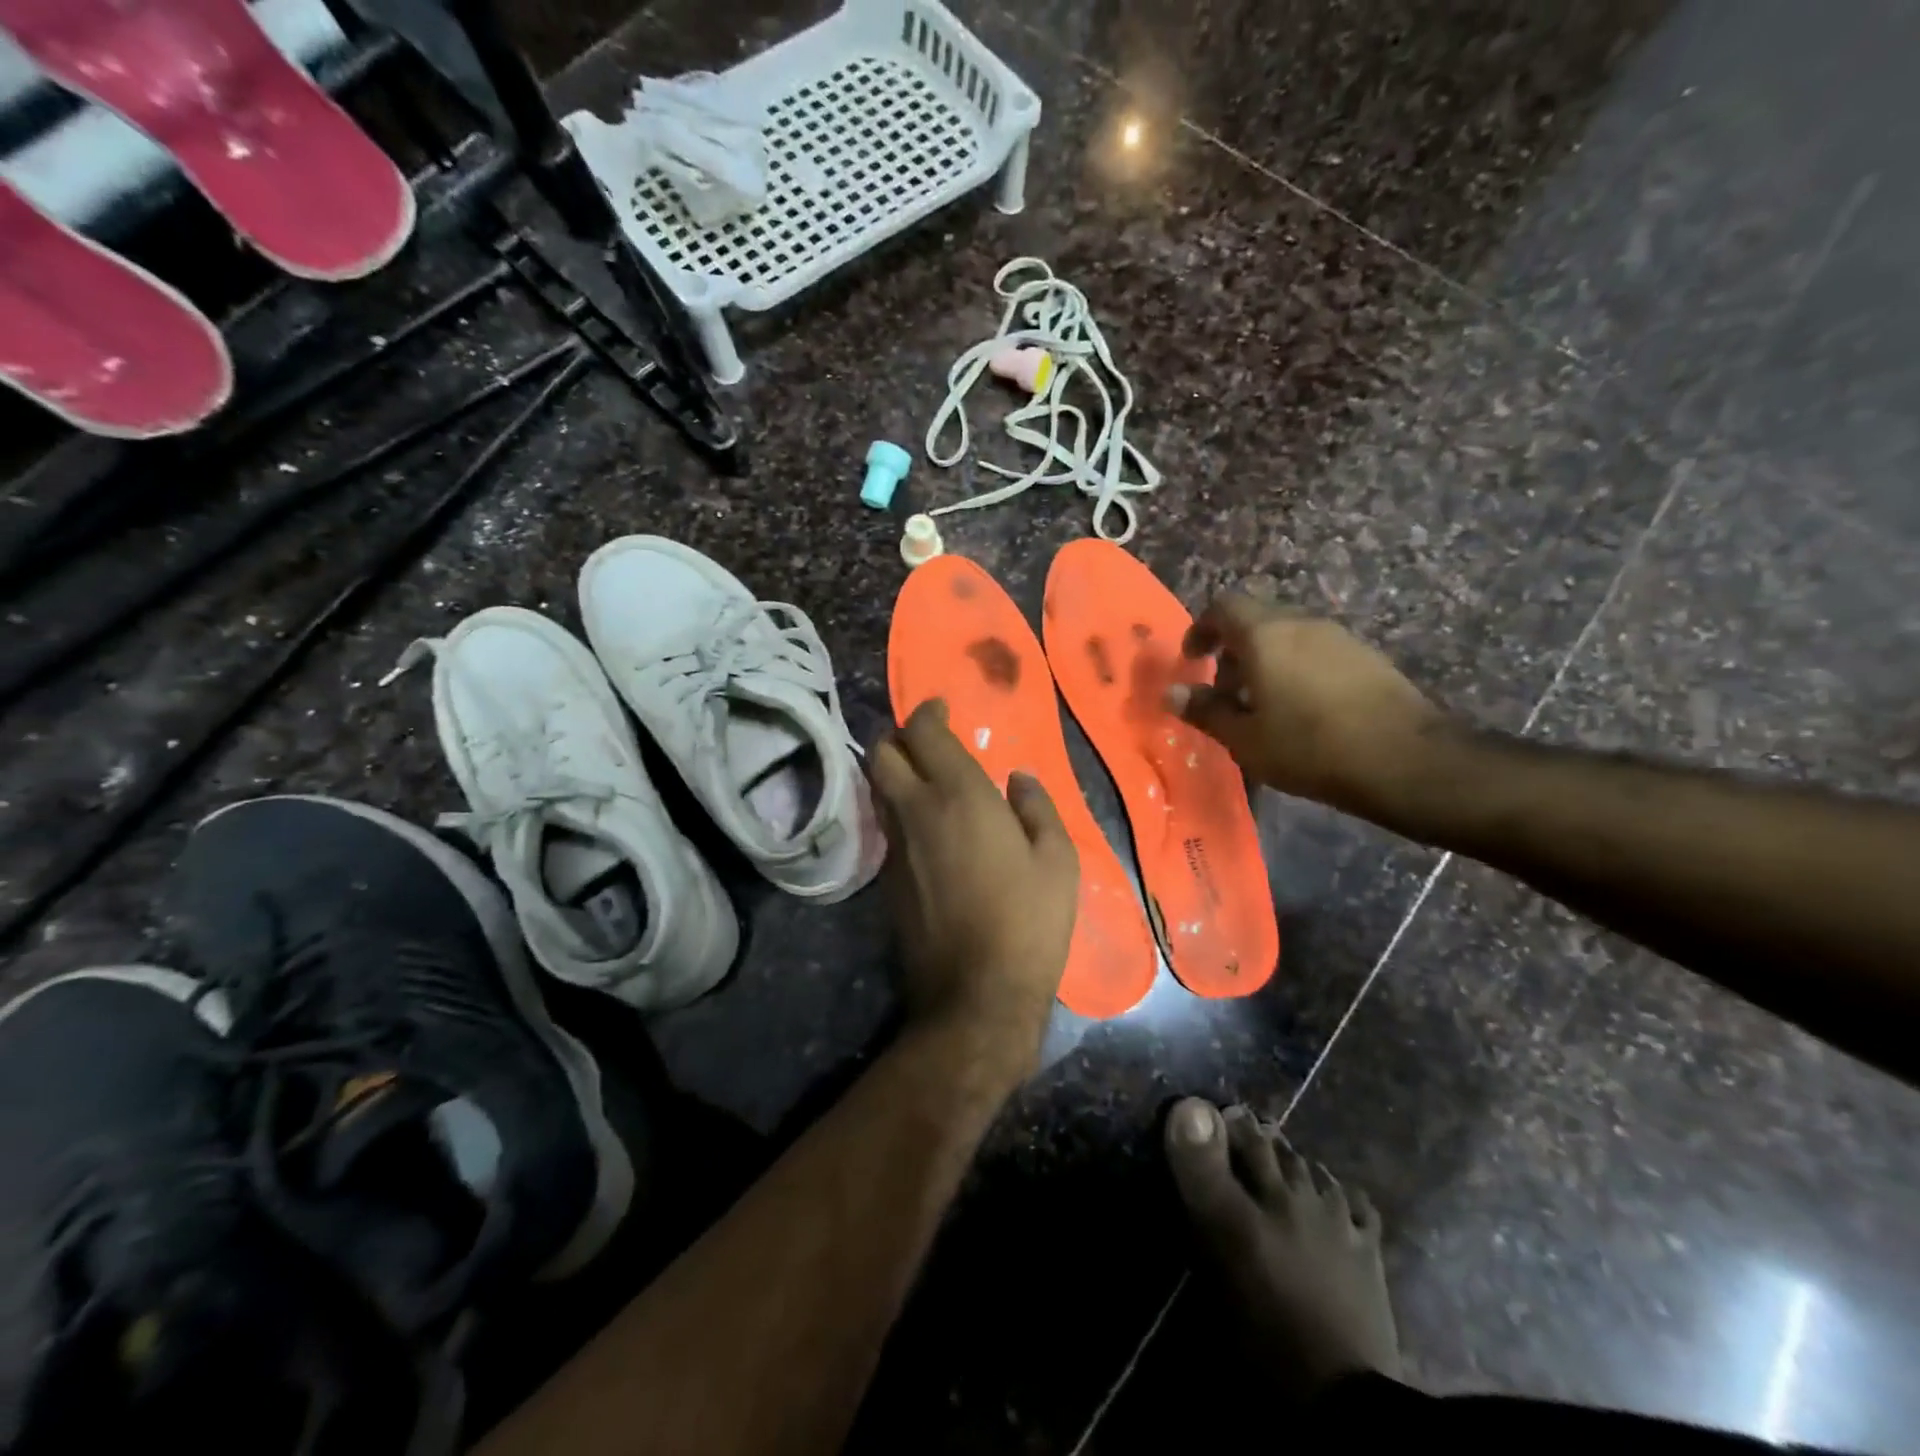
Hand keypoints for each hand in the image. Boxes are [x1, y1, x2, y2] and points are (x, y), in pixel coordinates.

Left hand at [870, 700, 1078, 1077]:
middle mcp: (915, 811)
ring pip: (878, 789)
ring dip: (895, 772)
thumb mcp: (1057, 859)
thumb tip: (1019, 779)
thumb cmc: (1028, 920)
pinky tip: (928, 827)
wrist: (976, 994)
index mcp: (958, 795)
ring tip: (925, 778)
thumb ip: (1036, 807)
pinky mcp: (887, 879)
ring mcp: (895, 846)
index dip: (927, 712)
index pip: (923, 732)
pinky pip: (887, 825)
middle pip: (882, 753)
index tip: (941, 708)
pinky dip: (899, 809)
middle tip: (925, 739)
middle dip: (898, 736)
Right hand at [1169, 595, 1445, 815]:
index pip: (1223, 606)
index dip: (1201, 629)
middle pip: (1256, 619)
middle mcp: (1302, 623)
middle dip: (1233, 650)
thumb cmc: (1309, 747)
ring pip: (1288, 636)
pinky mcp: (1367, 656)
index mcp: (1265, 635)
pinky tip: (1303, 711)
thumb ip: (1205, 710)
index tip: (1192, 660)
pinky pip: (1316, 651)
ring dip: (1266, 661)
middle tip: (1226, 692)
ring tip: (1263, 706)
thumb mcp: (1245, 738)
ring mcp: (1340, 637)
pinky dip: (1296, 669)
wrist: (1405, 760)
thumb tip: (1170, 693)